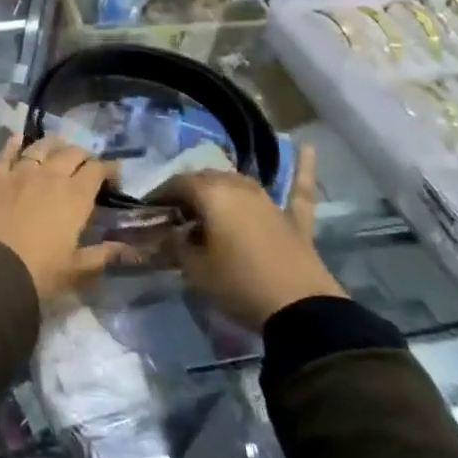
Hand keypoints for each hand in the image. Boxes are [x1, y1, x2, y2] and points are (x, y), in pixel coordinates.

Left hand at [0, 135, 125, 302]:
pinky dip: (14, 144)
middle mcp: (50, 175)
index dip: (108, 169)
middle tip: (84, 164)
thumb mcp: (76, 270)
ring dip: (52, 145)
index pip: (97, 170)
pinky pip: (6, 152)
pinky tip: (18, 139)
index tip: (113, 174)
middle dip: (82, 156)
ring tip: (56, 147)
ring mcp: (20, 171)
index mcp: (75, 196)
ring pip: (40, 146)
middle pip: (71, 153)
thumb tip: (128, 249)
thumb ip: (102, 255)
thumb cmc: (39, 273)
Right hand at [159, 144, 344, 326]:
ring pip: (239, 182)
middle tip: (176, 214)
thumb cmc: (238, 285)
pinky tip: (308, 146)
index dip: (160, 196)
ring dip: (221, 187)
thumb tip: (170, 234)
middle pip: (206, 179)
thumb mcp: (195, 270)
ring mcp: (269, 200)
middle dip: (188, 192)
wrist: (299, 311)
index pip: (177, 184)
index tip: (149, 210)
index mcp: (211, 194)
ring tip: (207, 203)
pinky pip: (298, 189)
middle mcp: (239, 186)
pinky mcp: (294, 219)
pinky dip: (303, 168)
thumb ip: (177, 246)